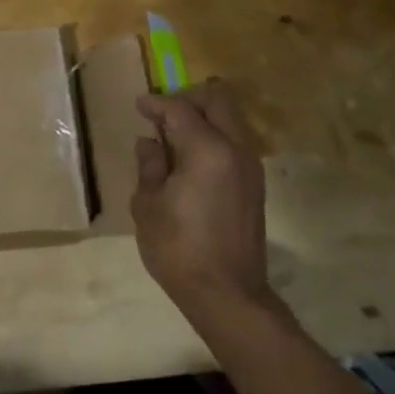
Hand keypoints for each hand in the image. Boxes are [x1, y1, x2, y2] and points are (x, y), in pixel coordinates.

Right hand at [132, 78, 278, 326]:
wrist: (226, 294)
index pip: (180, 109)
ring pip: (231, 119)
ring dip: (204, 117)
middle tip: (162, 114)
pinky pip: (234, 141)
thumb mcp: (148, 204)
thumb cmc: (178, 249)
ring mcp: (250, 166)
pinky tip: (190, 158)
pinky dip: (214, 136)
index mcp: (207, 150)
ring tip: (174, 136)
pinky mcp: (255, 184)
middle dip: (188, 99)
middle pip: (218, 100)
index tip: (139, 105)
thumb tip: (150, 143)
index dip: (156, 104)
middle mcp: (235, 149)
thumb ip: (150, 165)